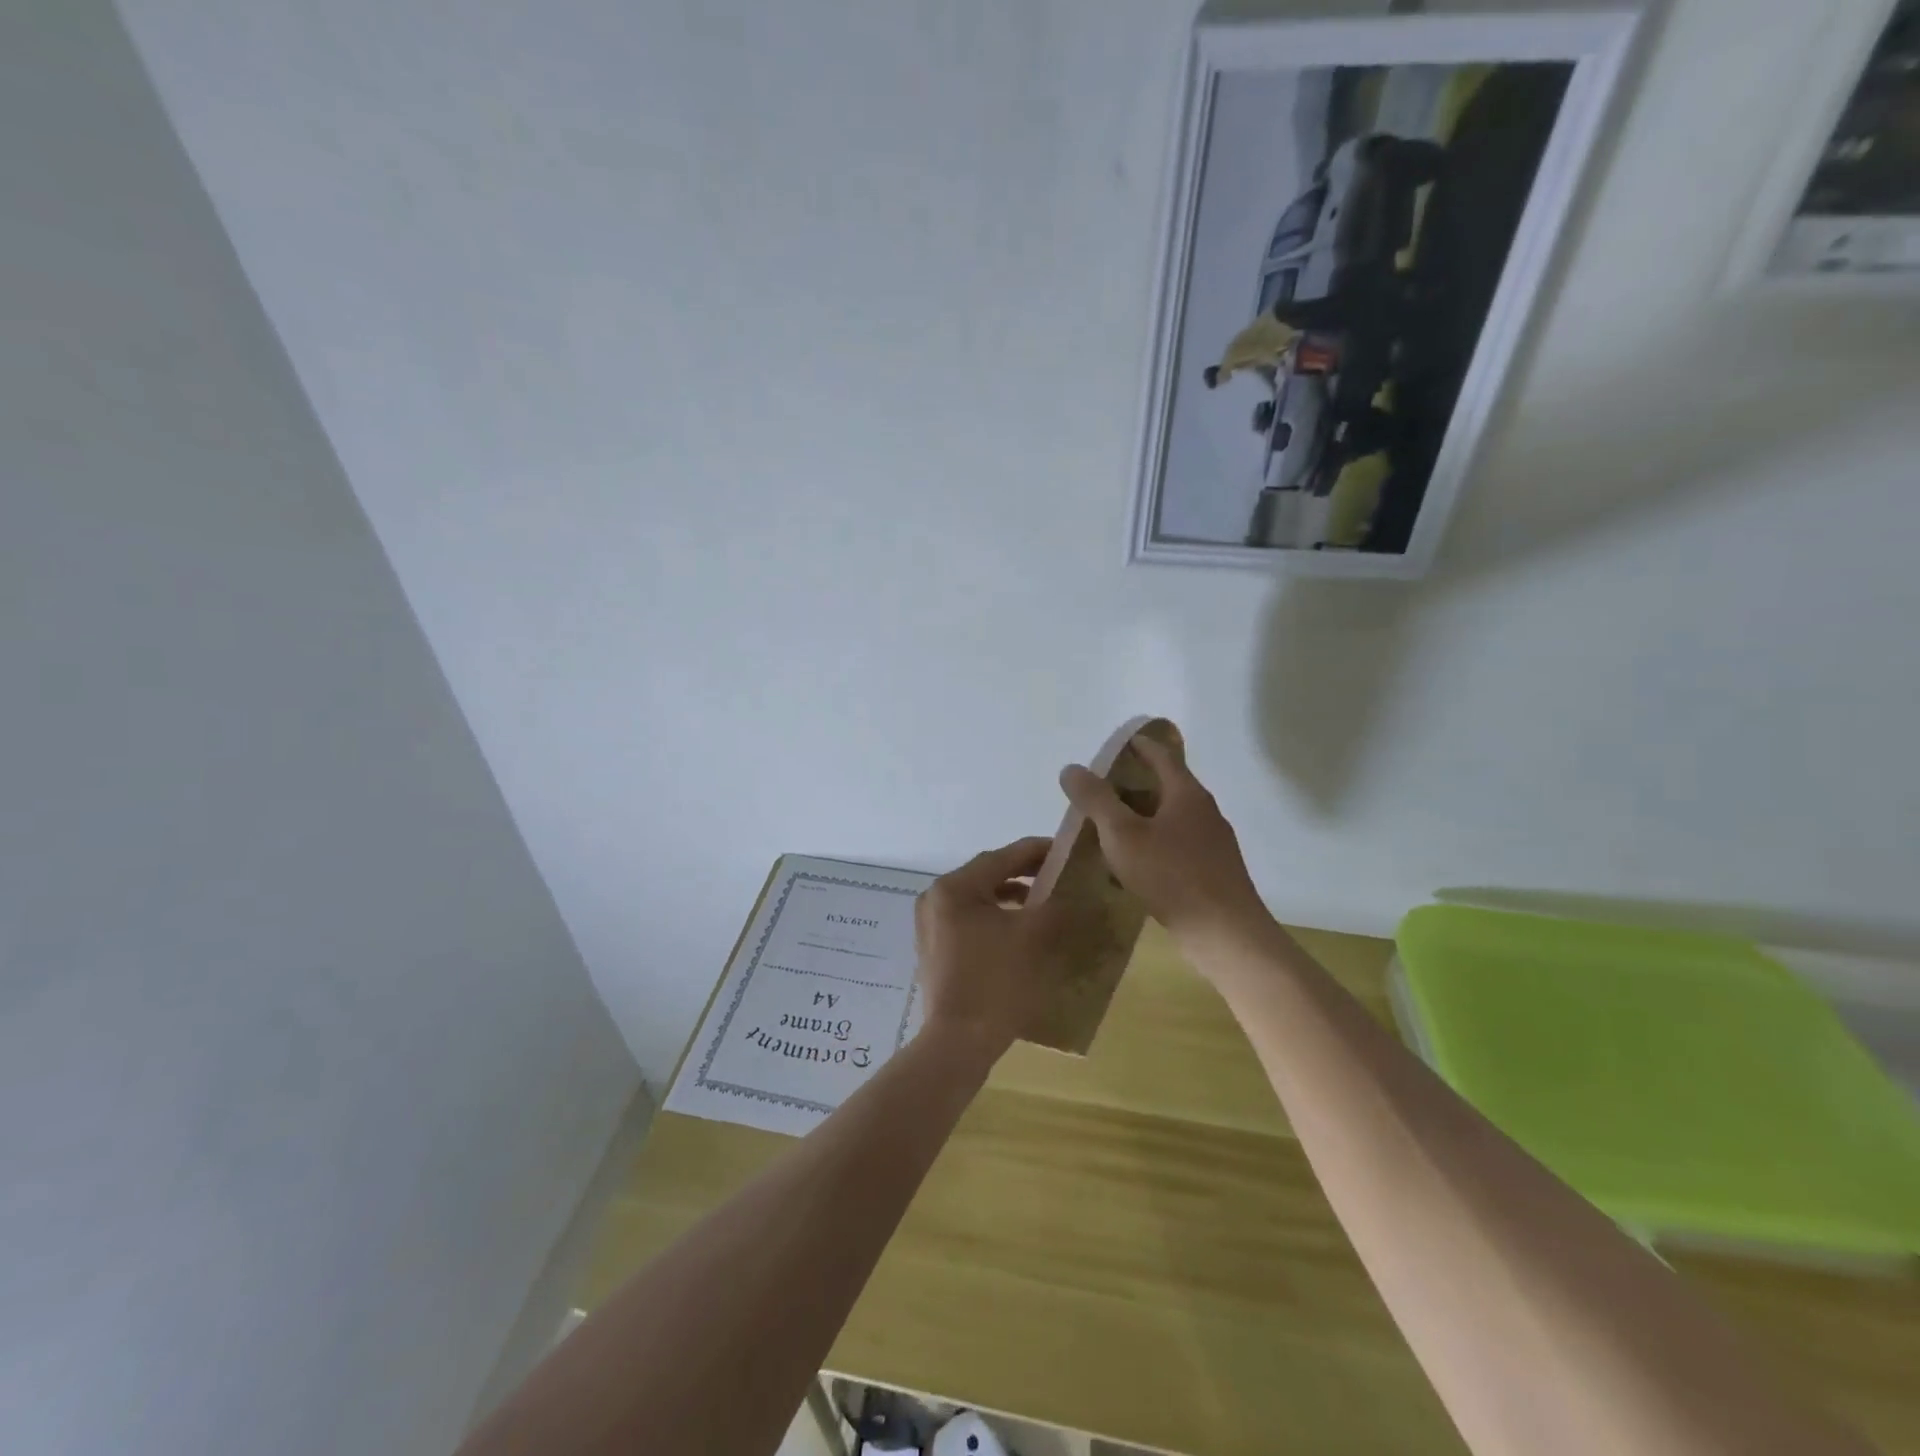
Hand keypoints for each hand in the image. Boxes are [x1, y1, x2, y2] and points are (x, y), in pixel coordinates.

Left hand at [914, 837, 1079, 1058]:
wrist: (959, 1042)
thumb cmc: (996, 982)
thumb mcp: (1033, 937)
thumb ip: (1055, 905)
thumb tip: (1075, 890)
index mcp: (954, 888)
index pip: (1001, 857)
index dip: (1037, 851)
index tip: (1066, 850)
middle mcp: (935, 898)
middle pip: (987, 875)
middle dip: (1024, 874)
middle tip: (1058, 875)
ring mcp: (930, 924)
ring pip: (978, 898)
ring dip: (1010, 896)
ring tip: (1043, 901)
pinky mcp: (934, 947)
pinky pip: (969, 919)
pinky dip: (995, 917)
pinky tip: (1018, 929)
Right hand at [1059, 735, 1270, 952]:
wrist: (1226, 934)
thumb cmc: (1172, 876)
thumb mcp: (1122, 835)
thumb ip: (1096, 800)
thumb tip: (1071, 768)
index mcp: (1186, 794)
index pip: (1161, 755)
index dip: (1138, 745)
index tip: (1117, 743)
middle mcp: (1204, 811)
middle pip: (1167, 785)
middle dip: (1135, 783)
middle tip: (1101, 788)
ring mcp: (1212, 843)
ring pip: (1171, 818)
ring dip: (1142, 816)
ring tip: (1110, 825)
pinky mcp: (1213, 871)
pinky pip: (1176, 845)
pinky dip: (1153, 842)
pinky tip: (1134, 863)